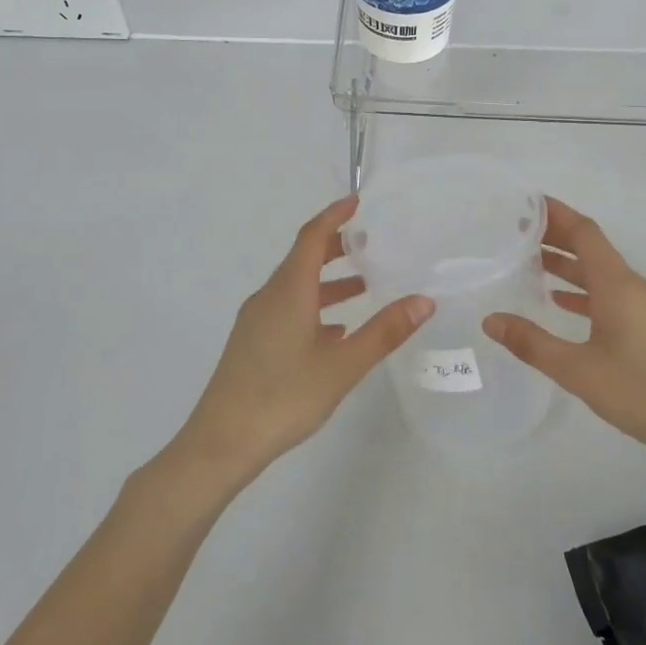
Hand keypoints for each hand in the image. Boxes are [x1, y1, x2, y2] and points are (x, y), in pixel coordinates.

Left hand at [172, 194, 432, 489]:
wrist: (221, 442)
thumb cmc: (285, 397)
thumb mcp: (343, 365)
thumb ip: (384, 332)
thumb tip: (424, 300)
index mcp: (289, 290)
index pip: (312, 236)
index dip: (334, 215)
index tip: (358, 201)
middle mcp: (269, 296)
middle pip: (303, 257)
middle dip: (336, 246)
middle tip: (371, 243)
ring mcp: (257, 320)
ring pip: (296, 286)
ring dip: (328, 280)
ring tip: (365, 286)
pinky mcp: (252, 343)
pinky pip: (288, 308)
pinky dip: (314, 306)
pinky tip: (336, 330)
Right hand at [482, 197, 645, 472]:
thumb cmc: (642, 391)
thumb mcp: (578, 370)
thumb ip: (532, 343)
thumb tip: (491, 320)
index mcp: (616, 284)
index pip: (584, 232)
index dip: (556, 214)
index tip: (526, 204)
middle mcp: (631, 286)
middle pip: (591, 248)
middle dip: (556, 236)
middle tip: (517, 232)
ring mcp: (644, 306)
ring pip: (599, 272)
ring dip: (568, 264)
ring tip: (530, 262)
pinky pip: (609, 294)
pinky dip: (583, 291)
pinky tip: (560, 303)